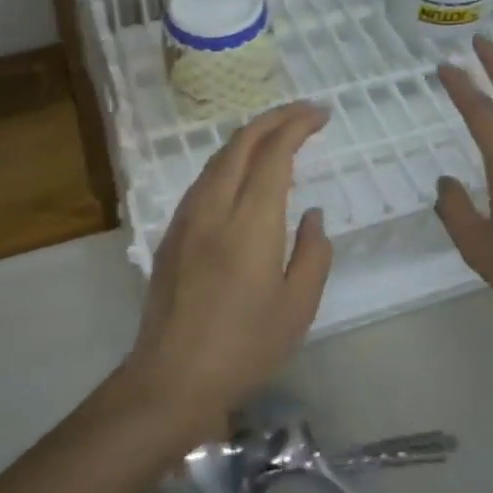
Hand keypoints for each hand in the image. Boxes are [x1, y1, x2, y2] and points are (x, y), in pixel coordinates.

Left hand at [124, 102, 332, 432]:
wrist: (172, 378)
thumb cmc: (244, 348)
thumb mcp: (297, 308)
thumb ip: (312, 253)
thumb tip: (311, 214)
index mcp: (250, 222)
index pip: (273, 153)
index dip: (297, 125)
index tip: (321, 115)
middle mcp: (214, 207)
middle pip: (241, 142)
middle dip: (274, 119)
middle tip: (304, 114)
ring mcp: (186, 217)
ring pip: (218, 158)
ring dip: (249, 137)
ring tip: (277, 136)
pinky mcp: (172, 232)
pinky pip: (204, 180)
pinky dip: (229, 161)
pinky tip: (242, 175)